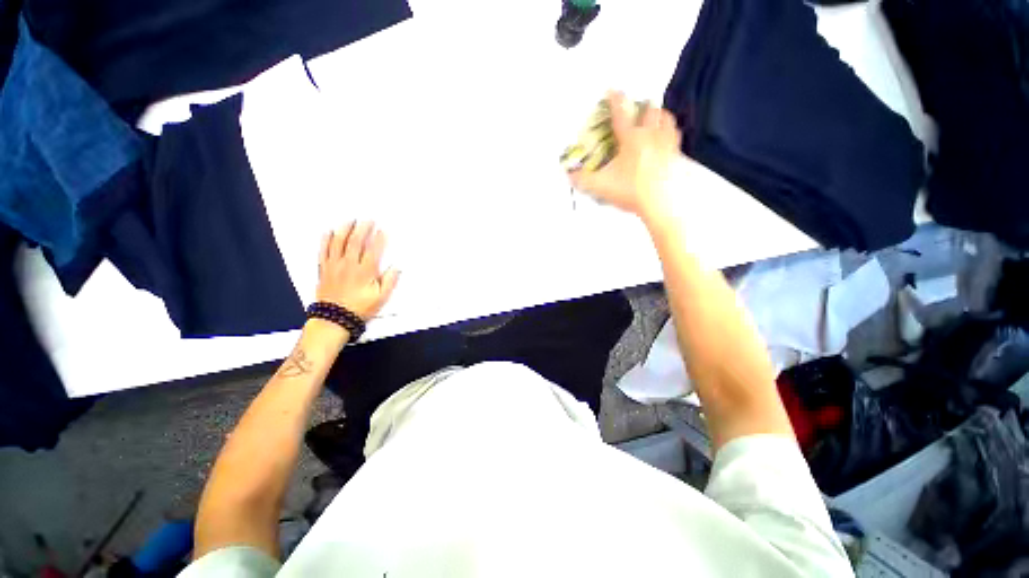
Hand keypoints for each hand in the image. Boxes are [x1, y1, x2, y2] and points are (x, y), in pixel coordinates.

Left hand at [316, 221, 399, 320]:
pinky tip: (329, 232)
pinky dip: (326, 240)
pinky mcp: (324, 269)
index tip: (383, 230)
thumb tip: (396, 267)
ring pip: (338, 242)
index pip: (373, 250)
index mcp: (365, 272)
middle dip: (363, 229)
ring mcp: (334, 266)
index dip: (379, 238)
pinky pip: (323, 251)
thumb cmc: (360, 308)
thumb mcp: (381, 298)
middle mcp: (349, 265)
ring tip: (350, 220)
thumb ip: (389, 281)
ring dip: (345, 230)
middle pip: (355, 242)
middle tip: (367, 219)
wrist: (334, 319)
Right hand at [568, 91, 681, 219]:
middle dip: (644, 106)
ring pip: (667, 120)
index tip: (613, 89)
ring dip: (661, 116)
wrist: (661, 203)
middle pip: (651, 112)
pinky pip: (676, 138)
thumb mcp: (601, 186)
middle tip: (639, 108)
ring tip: (656, 118)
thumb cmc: (630, 190)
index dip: (615, 100)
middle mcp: (651, 136)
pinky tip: (668, 141)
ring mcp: (667, 144)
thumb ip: (583, 180)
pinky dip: (671, 134)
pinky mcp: (677, 156)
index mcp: (631, 139)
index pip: (621, 114)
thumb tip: (569, 174)